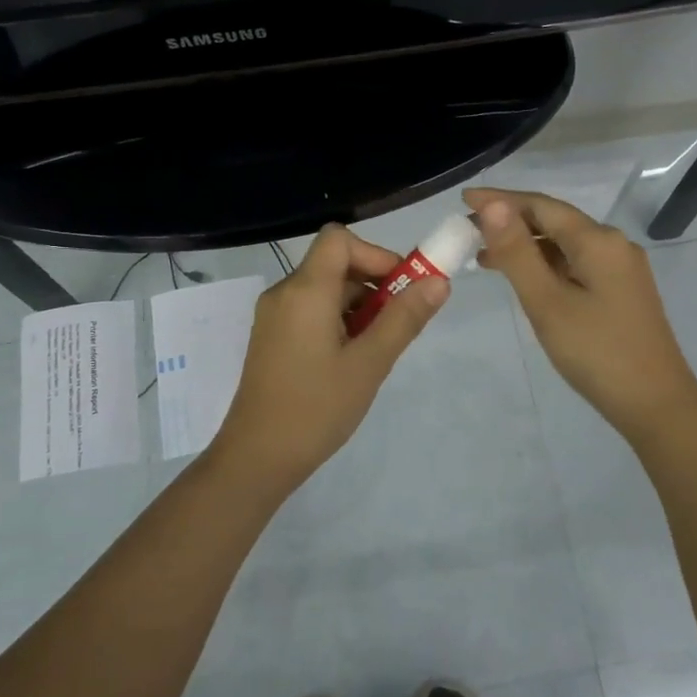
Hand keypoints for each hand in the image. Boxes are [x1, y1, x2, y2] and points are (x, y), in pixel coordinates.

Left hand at [207, 224, 448, 489]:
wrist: (257, 457)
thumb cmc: (316, 408)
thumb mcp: (369, 364)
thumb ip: (403, 319)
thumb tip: (438, 281)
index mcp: (305, 290)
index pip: (339, 239)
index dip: (375, 254)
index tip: (401, 289)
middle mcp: (284, 293)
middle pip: (334, 264)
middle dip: (373, 284)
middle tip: (398, 325)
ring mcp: (274, 316)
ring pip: (325, 289)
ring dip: (358, 306)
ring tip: (376, 349)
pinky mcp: (272, 337)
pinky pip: (311, 310)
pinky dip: (338, 320)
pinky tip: (351, 359)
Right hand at [464, 187, 696, 444]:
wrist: (656, 405)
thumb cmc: (596, 352)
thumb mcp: (546, 302)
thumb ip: (517, 252)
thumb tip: (492, 205)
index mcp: (598, 241)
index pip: (540, 205)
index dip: (500, 200)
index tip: (463, 198)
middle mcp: (613, 245)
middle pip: (554, 221)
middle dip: (510, 222)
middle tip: (467, 230)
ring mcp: (621, 269)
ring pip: (564, 244)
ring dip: (525, 245)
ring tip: (483, 256)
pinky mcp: (621, 291)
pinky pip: (576, 264)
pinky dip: (545, 264)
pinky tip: (524, 278)